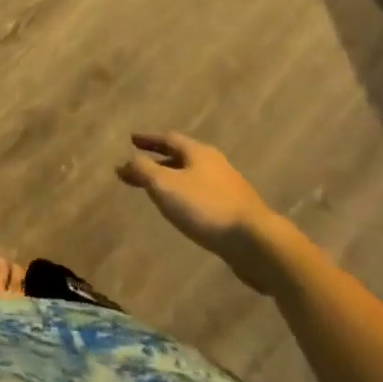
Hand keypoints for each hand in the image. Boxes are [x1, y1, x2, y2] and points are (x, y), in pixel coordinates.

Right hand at [117, 133, 285, 293]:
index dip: (149, 139)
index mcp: (198, 152)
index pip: (168, 139)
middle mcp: (215, 164)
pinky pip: (205, 196)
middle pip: (183, 157)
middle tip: (142, 165)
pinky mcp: (238, 212)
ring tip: (160, 190)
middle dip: (161, 160)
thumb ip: (143, 171)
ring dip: (175, 179)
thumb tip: (125, 162)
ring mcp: (230, 188)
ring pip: (195, 177)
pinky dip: (189, 197)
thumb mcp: (165, 186)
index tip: (132, 140)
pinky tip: (185, 211)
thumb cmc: (206, 207)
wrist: (257, 243)